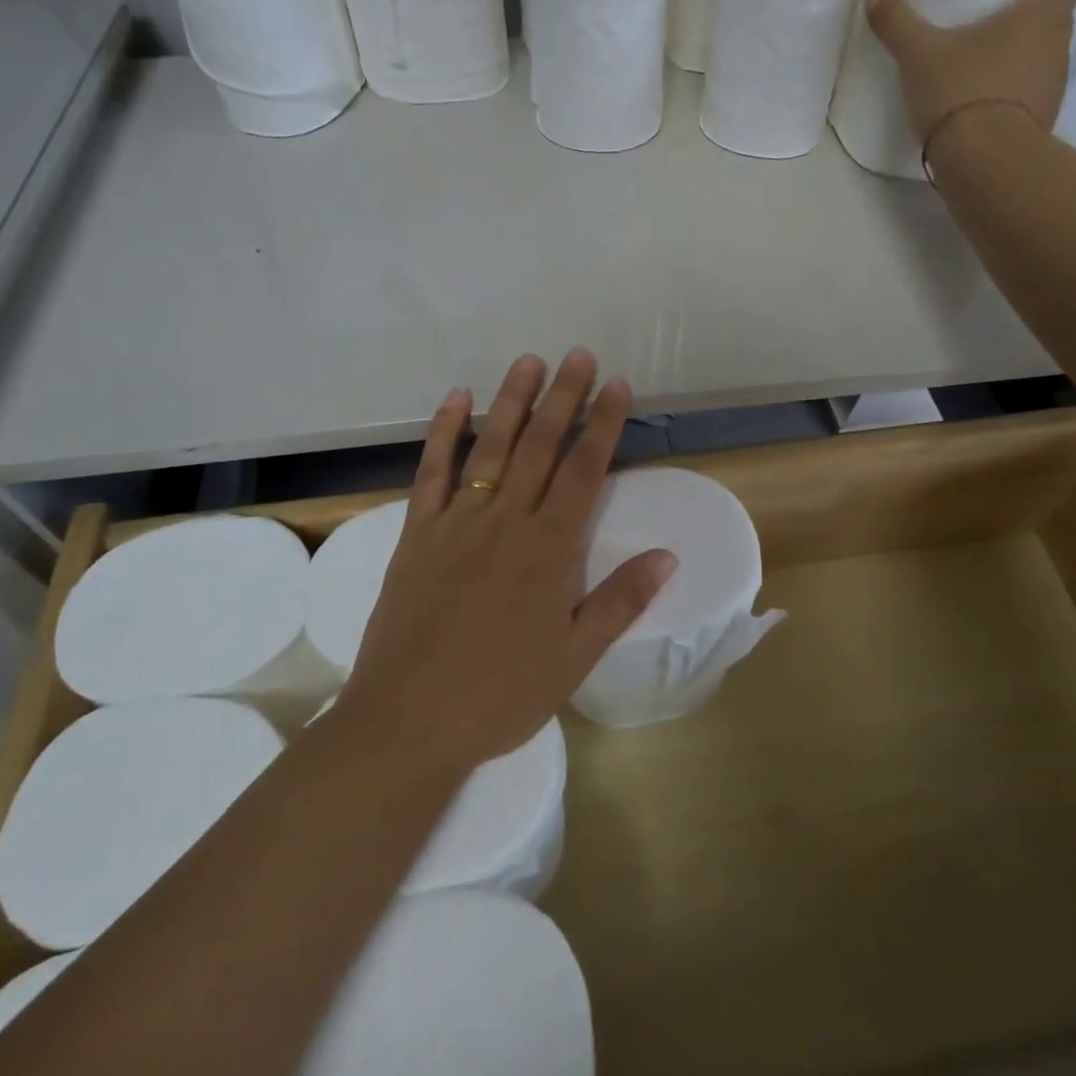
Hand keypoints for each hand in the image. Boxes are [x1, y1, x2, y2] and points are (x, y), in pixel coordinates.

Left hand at [333, 349, 676, 775]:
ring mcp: (457, 522)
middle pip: (541, 446)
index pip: (584, 471)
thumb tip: (667, 555)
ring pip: (492, 448)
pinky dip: (445, 433)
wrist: (408, 721)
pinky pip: (432, 472)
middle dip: (564, 397)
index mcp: (548, 550)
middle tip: (578, 354)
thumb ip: (620, 601)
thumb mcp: (574, 658)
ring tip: (530, 362)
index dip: (603, 424)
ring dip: (513, 402)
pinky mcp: (418, 532)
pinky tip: (457, 400)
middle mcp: (505, 521)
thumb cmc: (500, 694)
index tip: (616, 384)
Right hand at [864, 0, 1075, 142]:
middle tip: (990, 26)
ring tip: (981, 69)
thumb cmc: (960, 90)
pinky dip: (1012, 97)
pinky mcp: (1043, 121)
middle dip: (1028, 20)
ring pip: (1043, 60)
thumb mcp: (919, 53)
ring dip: (1020, 60)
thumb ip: (898, 22)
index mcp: (1042, 15)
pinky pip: (1031, 97)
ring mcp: (1055, 87)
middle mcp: (1059, 45)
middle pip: (1056, 19)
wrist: (982, 159)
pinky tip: (981, 106)